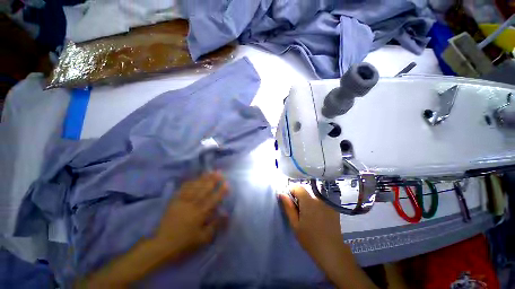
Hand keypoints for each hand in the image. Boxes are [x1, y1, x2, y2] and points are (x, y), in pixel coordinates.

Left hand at [156, 172, 228, 261]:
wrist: (161, 245)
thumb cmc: (184, 243)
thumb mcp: (202, 239)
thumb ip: (215, 225)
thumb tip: (226, 213)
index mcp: (200, 214)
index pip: (213, 199)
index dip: (221, 191)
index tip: (227, 183)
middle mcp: (192, 205)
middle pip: (204, 190)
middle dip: (213, 180)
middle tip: (219, 172)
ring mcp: (182, 202)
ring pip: (195, 187)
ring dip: (203, 179)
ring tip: (210, 171)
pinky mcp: (174, 202)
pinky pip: (182, 190)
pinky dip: (189, 183)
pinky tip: (194, 178)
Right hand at [279, 185, 376, 288]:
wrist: (332, 252)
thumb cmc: (310, 239)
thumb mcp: (295, 224)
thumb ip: (288, 207)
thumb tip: (282, 194)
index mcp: (308, 201)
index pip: (297, 187)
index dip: (291, 191)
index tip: (289, 201)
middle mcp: (318, 199)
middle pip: (305, 192)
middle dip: (299, 198)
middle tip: (298, 212)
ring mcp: (327, 203)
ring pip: (313, 197)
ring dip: (308, 202)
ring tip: (309, 217)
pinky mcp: (333, 209)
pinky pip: (321, 202)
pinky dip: (316, 206)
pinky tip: (318, 219)